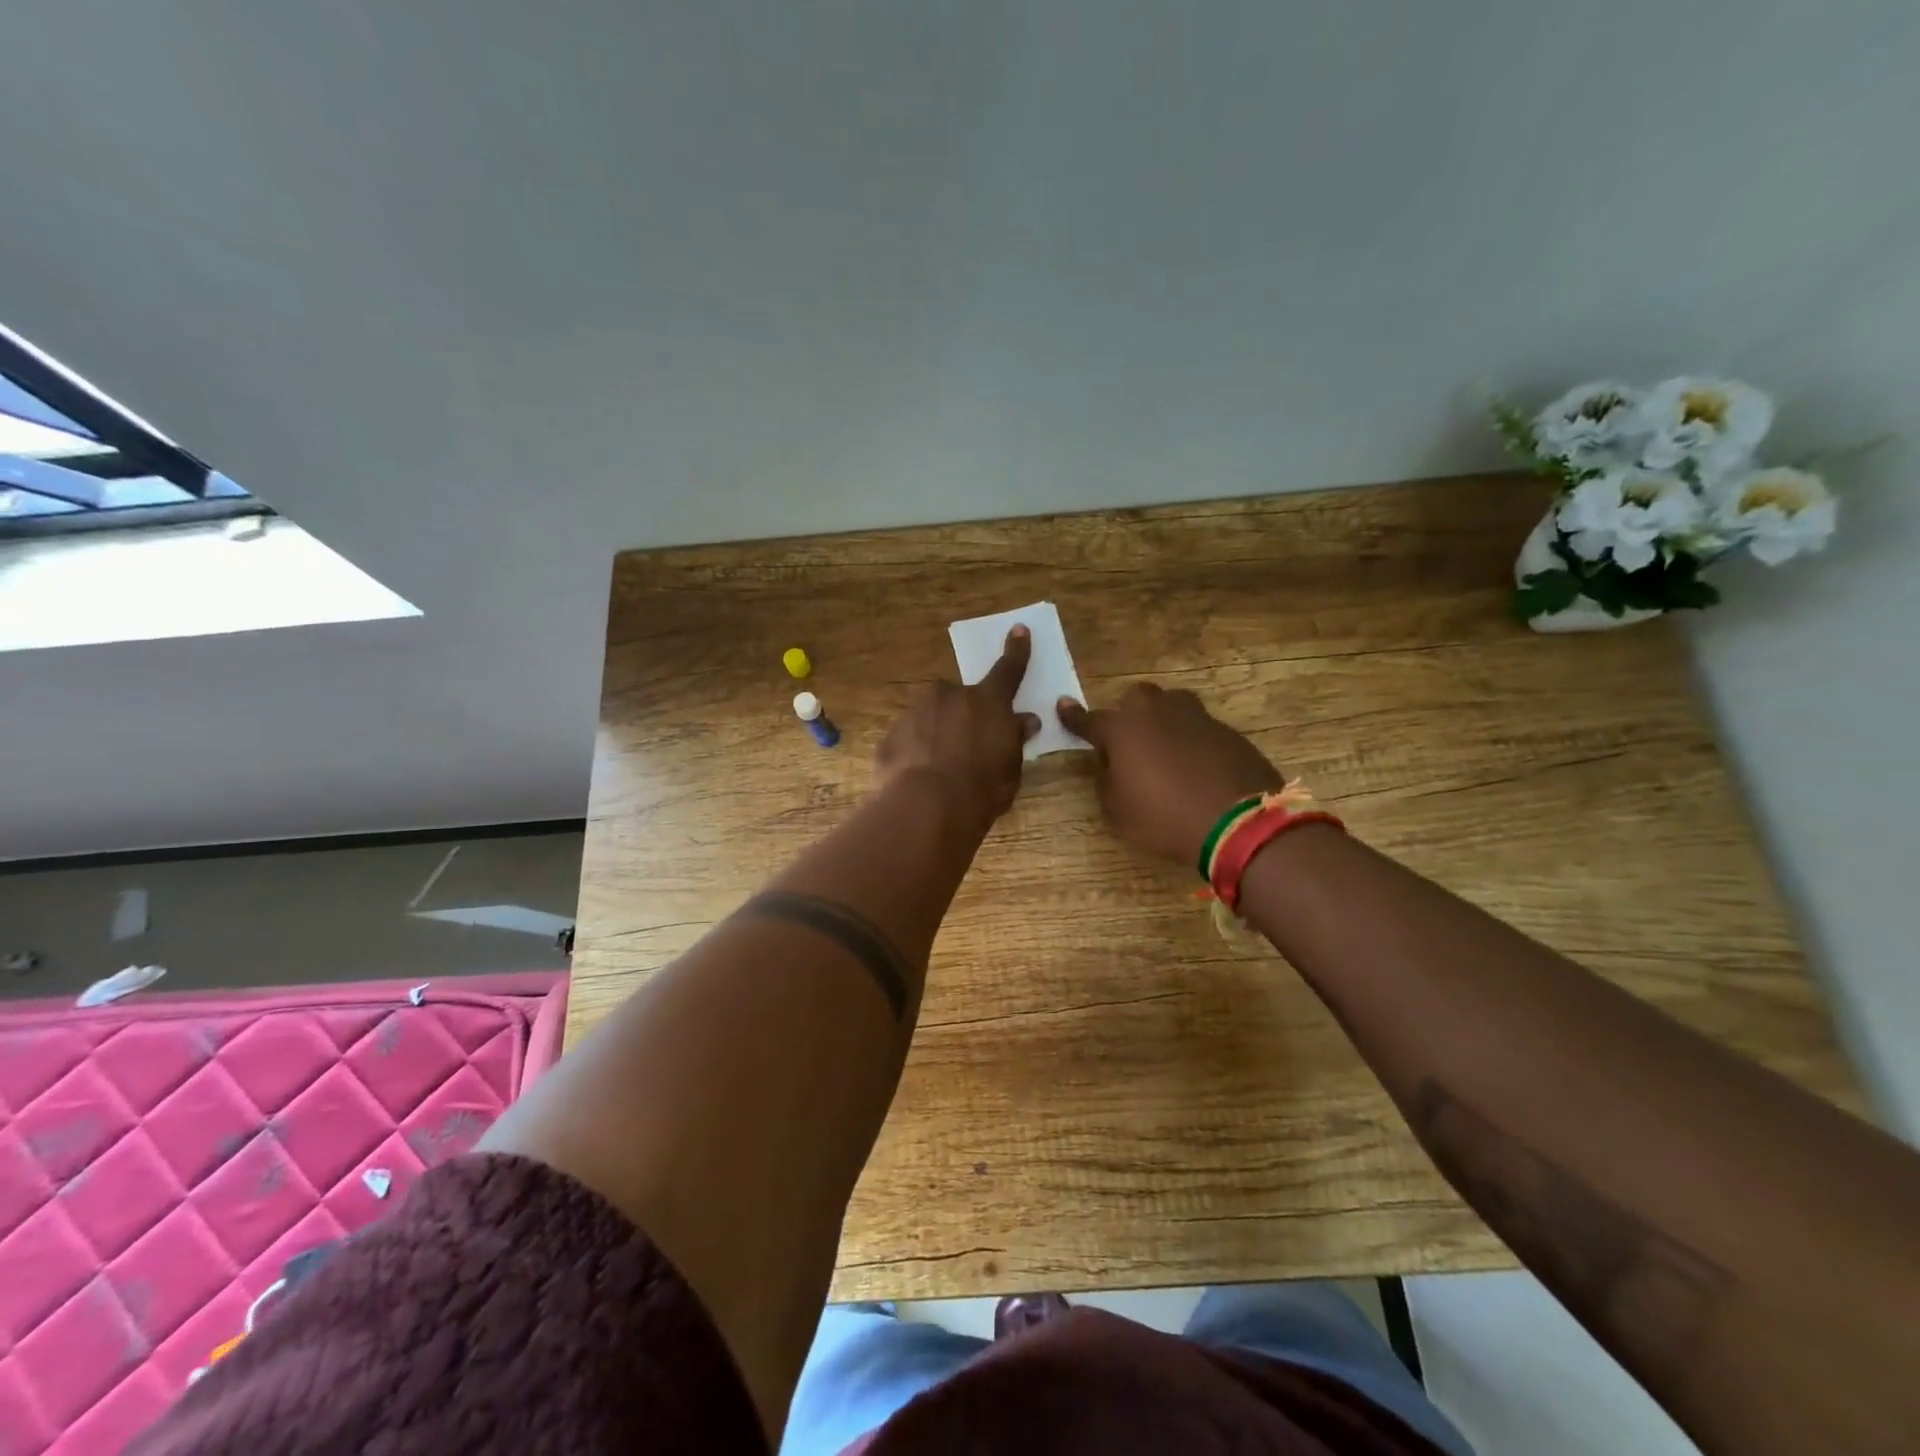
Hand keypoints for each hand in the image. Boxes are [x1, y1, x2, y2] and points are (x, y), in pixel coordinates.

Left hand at [876, 626, 1040, 824]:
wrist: (926, 806)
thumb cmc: (981, 788)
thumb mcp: (1010, 767)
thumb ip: (1015, 739)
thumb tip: (1025, 720)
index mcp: (987, 701)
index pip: (1008, 671)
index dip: (1016, 651)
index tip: (1018, 630)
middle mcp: (950, 696)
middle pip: (960, 698)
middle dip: (964, 714)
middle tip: (968, 746)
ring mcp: (916, 711)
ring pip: (931, 715)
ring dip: (938, 732)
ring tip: (941, 768)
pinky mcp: (890, 734)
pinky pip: (909, 737)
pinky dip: (916, 750)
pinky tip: (919, 777)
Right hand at [1058, 684, 1282, 867]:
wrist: (1239, 824)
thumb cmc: (1165, 819)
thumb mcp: (1118, 811)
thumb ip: (1106, 781)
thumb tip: (1110, 766)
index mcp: (1123, 730)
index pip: (1090, 720)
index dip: (1074, 717)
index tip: (1063, 706)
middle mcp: (1158, 713)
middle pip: (1136, 699)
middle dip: (1128, 714)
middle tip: (1129, 743)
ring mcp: (1197, 718)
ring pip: (1172, 705)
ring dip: (1163, 721)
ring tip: (1165, 751)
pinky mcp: (1228, 732)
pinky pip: (1200, 728)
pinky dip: (1192, 741)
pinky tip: (1197, 768)